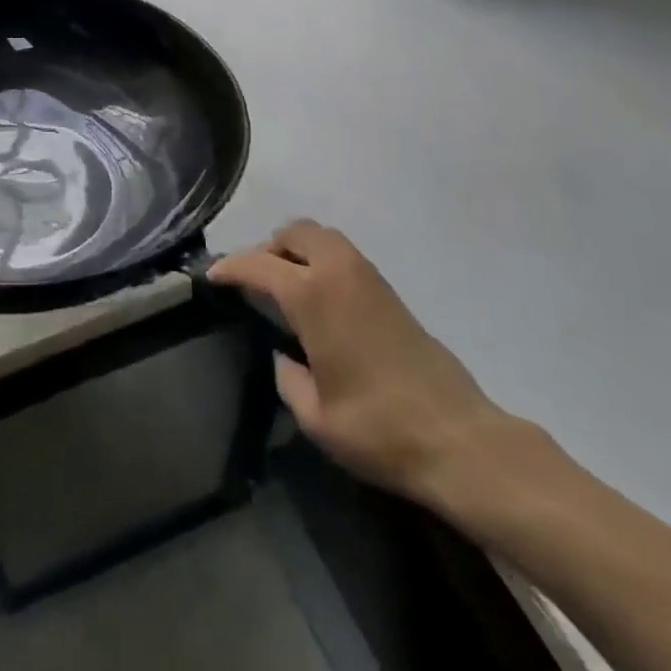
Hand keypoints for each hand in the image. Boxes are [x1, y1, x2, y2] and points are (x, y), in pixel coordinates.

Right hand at [209, 220, 513, 503]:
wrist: (458, 438)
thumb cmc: (378, 429)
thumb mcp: (315, 416)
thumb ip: (287, 378)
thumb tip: (284, 357)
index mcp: (312, 296)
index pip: (258, 264)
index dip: (230, 267)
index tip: (212, 276)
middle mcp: (338, 272)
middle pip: (294, 232)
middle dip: (267, 247)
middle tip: (252, 278)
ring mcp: (368, 276)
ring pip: (322, 236)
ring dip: (296, 249)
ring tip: (283, 284)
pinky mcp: (389, 290)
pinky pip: (343, 254)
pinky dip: (320, 259)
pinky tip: (318, 297)